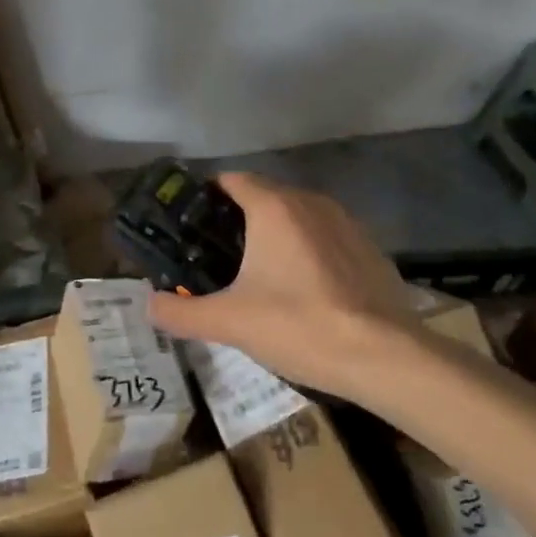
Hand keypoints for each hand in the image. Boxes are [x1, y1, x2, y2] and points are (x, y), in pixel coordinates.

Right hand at [146, 173, 412, 404]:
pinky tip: (306, 292)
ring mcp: (345, 222)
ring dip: (277, 236)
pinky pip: (326, 237)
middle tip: (219, 258)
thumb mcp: (230, 323)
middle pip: (264, 196)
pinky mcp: (369, 247)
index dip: (208, 197)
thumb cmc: (300, 326)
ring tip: (261, 276)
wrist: (385, 356)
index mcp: (274, 207)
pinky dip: (309, 252)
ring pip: (298, 217)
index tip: (192, 227)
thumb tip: (150, 304)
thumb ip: (181, 312)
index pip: (232, 180)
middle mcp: (310, 202)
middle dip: (240, 220)